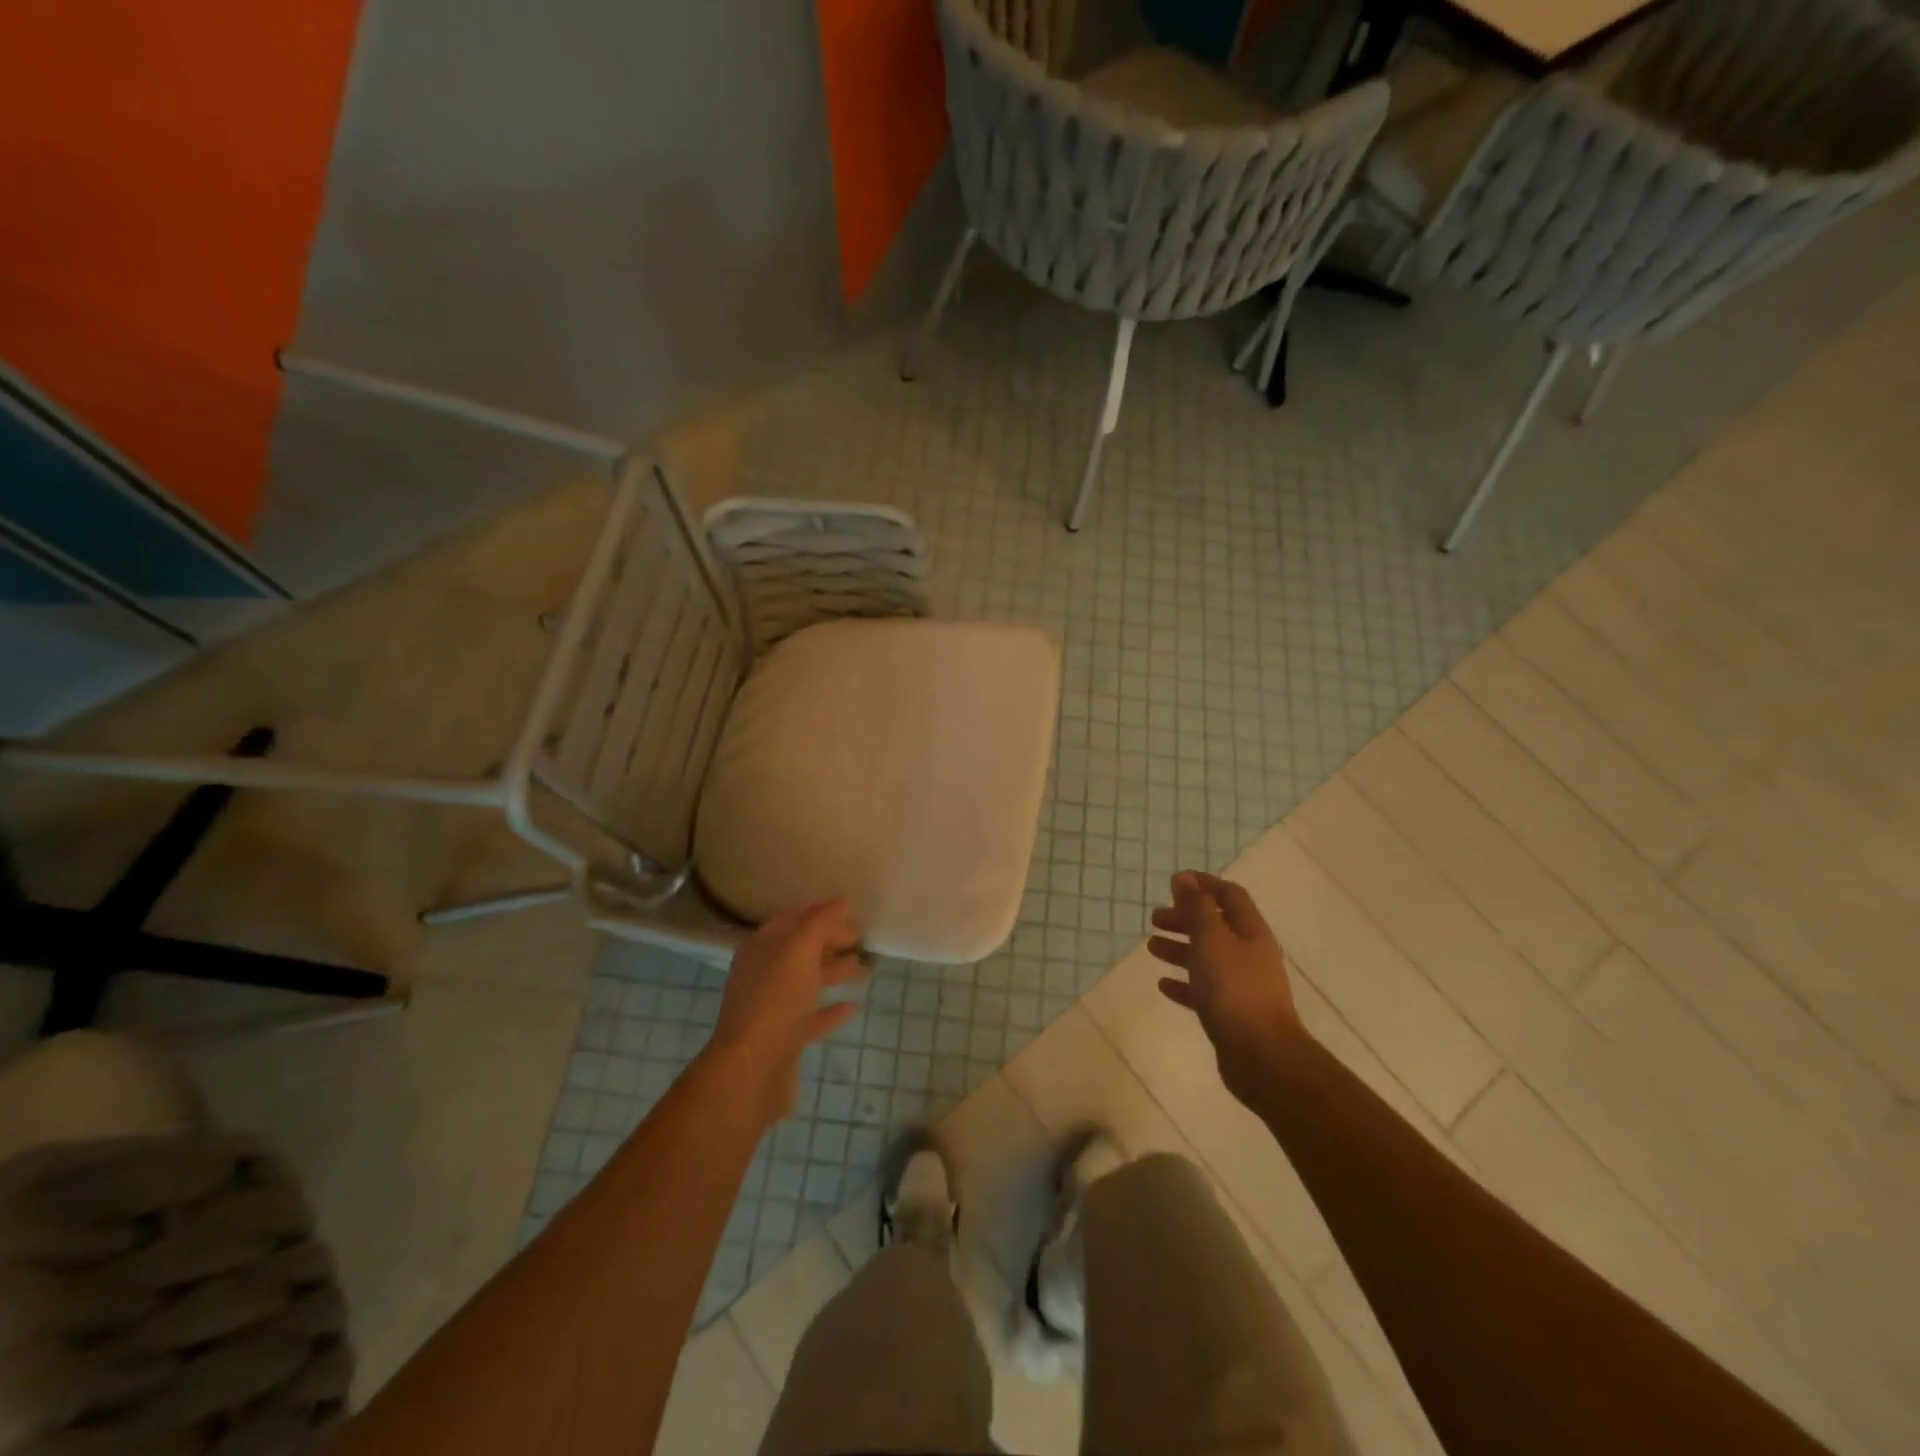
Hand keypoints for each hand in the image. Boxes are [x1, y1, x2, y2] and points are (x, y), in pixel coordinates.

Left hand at [706, 899, 867, 1128]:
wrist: (752, 1070)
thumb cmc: (775, 1000)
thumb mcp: (799, 950)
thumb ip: (819, 923)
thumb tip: (840, 902)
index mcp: (761, 948)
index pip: (792, 919)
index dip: (818, 909)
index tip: (848, 906)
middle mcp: (762, 974)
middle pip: (800, 949)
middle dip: (828, 940)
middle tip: (859, 938)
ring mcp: (772, 1008)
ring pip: (806, 982)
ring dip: (833, 971)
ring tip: (862, 967)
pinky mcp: (784, 1039)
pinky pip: (811, 1016)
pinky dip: (831, 1009)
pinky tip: (853, 1006)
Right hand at [1148, 871, 1309, 1104]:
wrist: (1262, 1057)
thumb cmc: (1234, 989)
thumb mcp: (1212, 940)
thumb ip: (1197, 908)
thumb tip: (1185, 878)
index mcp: (1250, 931)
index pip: (1229, 895)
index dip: (1203, 884)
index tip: (1174, 882)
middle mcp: (1249, 954)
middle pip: (1215, 926)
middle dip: (1185, 918)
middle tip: (1155, 919)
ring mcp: (1242, 985)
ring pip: (1207, 957)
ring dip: (1180, 949)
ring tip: (1152, 948)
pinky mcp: (1231, 1013)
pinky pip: (1204, 990)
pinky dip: (1184, 983)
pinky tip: (1163, 985)